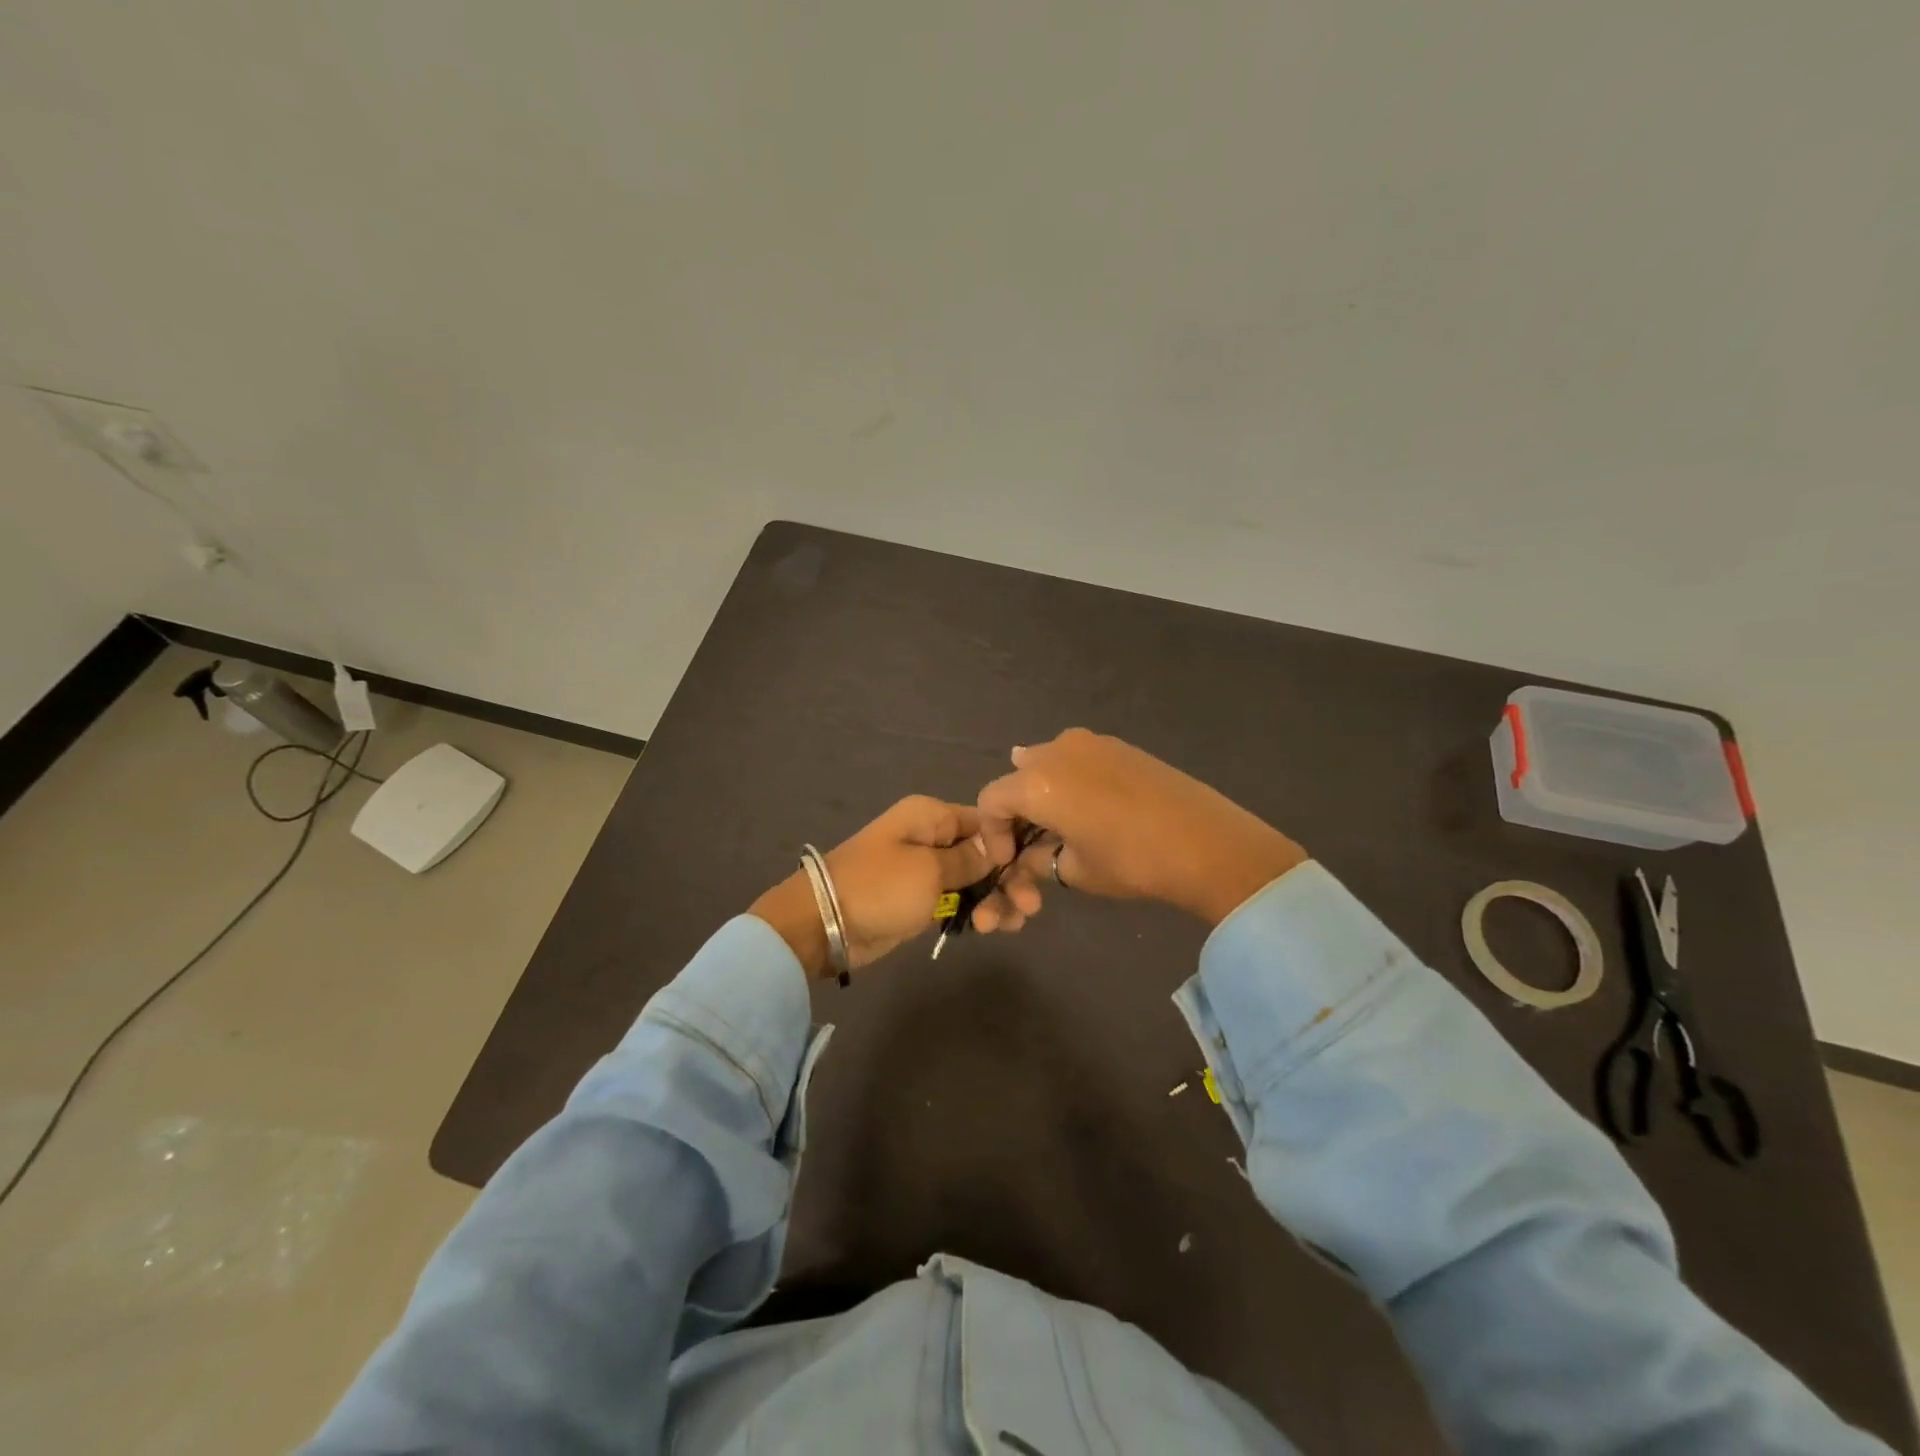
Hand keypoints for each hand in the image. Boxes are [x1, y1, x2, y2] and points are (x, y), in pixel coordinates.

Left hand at [750, 796, 1006, 977]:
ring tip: (1008, 925)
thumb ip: (969, 859)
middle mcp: (933, 837)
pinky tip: (995, 927)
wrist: (824, 924)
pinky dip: (978, 911)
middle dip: (1009, 878)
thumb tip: (999, 846)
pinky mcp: (922, 900)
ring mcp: (928, 870)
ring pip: (977, 880)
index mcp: (933, 816)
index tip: (1035, 869)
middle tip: (1029, 907)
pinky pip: (960, 900)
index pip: (987, 821)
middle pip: (987, 852)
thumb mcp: (929, 870)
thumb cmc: (879, 887)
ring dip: (997, 899)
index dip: (1014, 844)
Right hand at [974, 728, 1306, 928]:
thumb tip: (1027, 856)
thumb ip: (1037, 859)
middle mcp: (1056, 751)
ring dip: (1042, 794)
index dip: (992, 834)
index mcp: (1036, 782)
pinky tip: (1089, 809)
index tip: (1008, 862)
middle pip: (1017, 776)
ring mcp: (1090, 742)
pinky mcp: (1119, 745)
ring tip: (1059, 827)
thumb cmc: (1130, 861)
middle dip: (1017, 811)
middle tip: (1031, 843)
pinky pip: (1077, 759)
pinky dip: (1069, 782)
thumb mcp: (1073, 870)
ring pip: (1047, 763)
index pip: (991, 801)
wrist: (1206, 842)